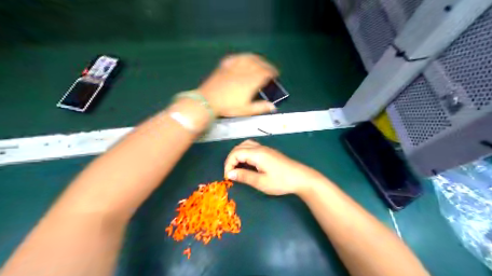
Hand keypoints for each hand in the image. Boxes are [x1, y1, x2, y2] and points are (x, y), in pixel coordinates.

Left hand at [198, 53, 277, 115]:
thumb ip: (260, 107)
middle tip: (270, 69)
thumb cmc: (228, 107)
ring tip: (260, 61)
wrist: (208, 101)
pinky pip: (236, 57)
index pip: (265, 73)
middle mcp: (244, 71)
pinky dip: (243, 57)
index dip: (272, 72)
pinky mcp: (225, 65)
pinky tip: (245, 58)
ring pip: (248, 58)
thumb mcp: (245, 110)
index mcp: (251, 82)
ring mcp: (234, 67)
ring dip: (257, 58)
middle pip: (259, 63)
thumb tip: (273, 107)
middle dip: (267, 65)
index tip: (276, 74)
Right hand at [223, 140, 322, 195]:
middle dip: (231, 158)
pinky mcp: (269, 152)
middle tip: (230, 172)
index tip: (228, 177)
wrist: (301, 178)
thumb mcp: (261, 182)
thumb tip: (229, 174)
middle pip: (239, 147)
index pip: (235, 153)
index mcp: (257, 153)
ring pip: (246, 145)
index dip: (228, 164)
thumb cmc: (281, 181)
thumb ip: (244, 176)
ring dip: (238, 154)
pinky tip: (247, 163)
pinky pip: (252, 147)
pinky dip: (245, 153)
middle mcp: (260, 148)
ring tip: (236, 167)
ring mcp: (265, 149)